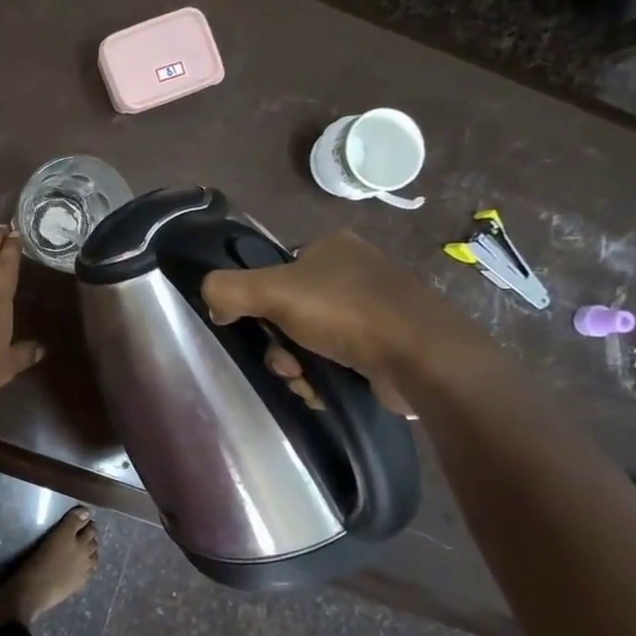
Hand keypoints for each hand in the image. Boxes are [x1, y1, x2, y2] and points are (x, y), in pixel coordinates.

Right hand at [201, 231, 478, 412]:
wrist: (424, 359)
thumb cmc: (347, 313)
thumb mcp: (271, 290)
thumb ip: (226, 289)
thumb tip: (212, 305)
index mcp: (332, 246)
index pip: (276, 270)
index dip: (259, 302)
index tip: (257, 328)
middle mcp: (355, 272)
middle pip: (288, 312)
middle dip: (278, 344)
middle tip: (285, 363)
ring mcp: (375, 309)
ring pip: (309, 341)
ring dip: (296, 365)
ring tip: (307, 380)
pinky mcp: (387, 346)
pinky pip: (336, 361)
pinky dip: (323, 377)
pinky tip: (325, 389)